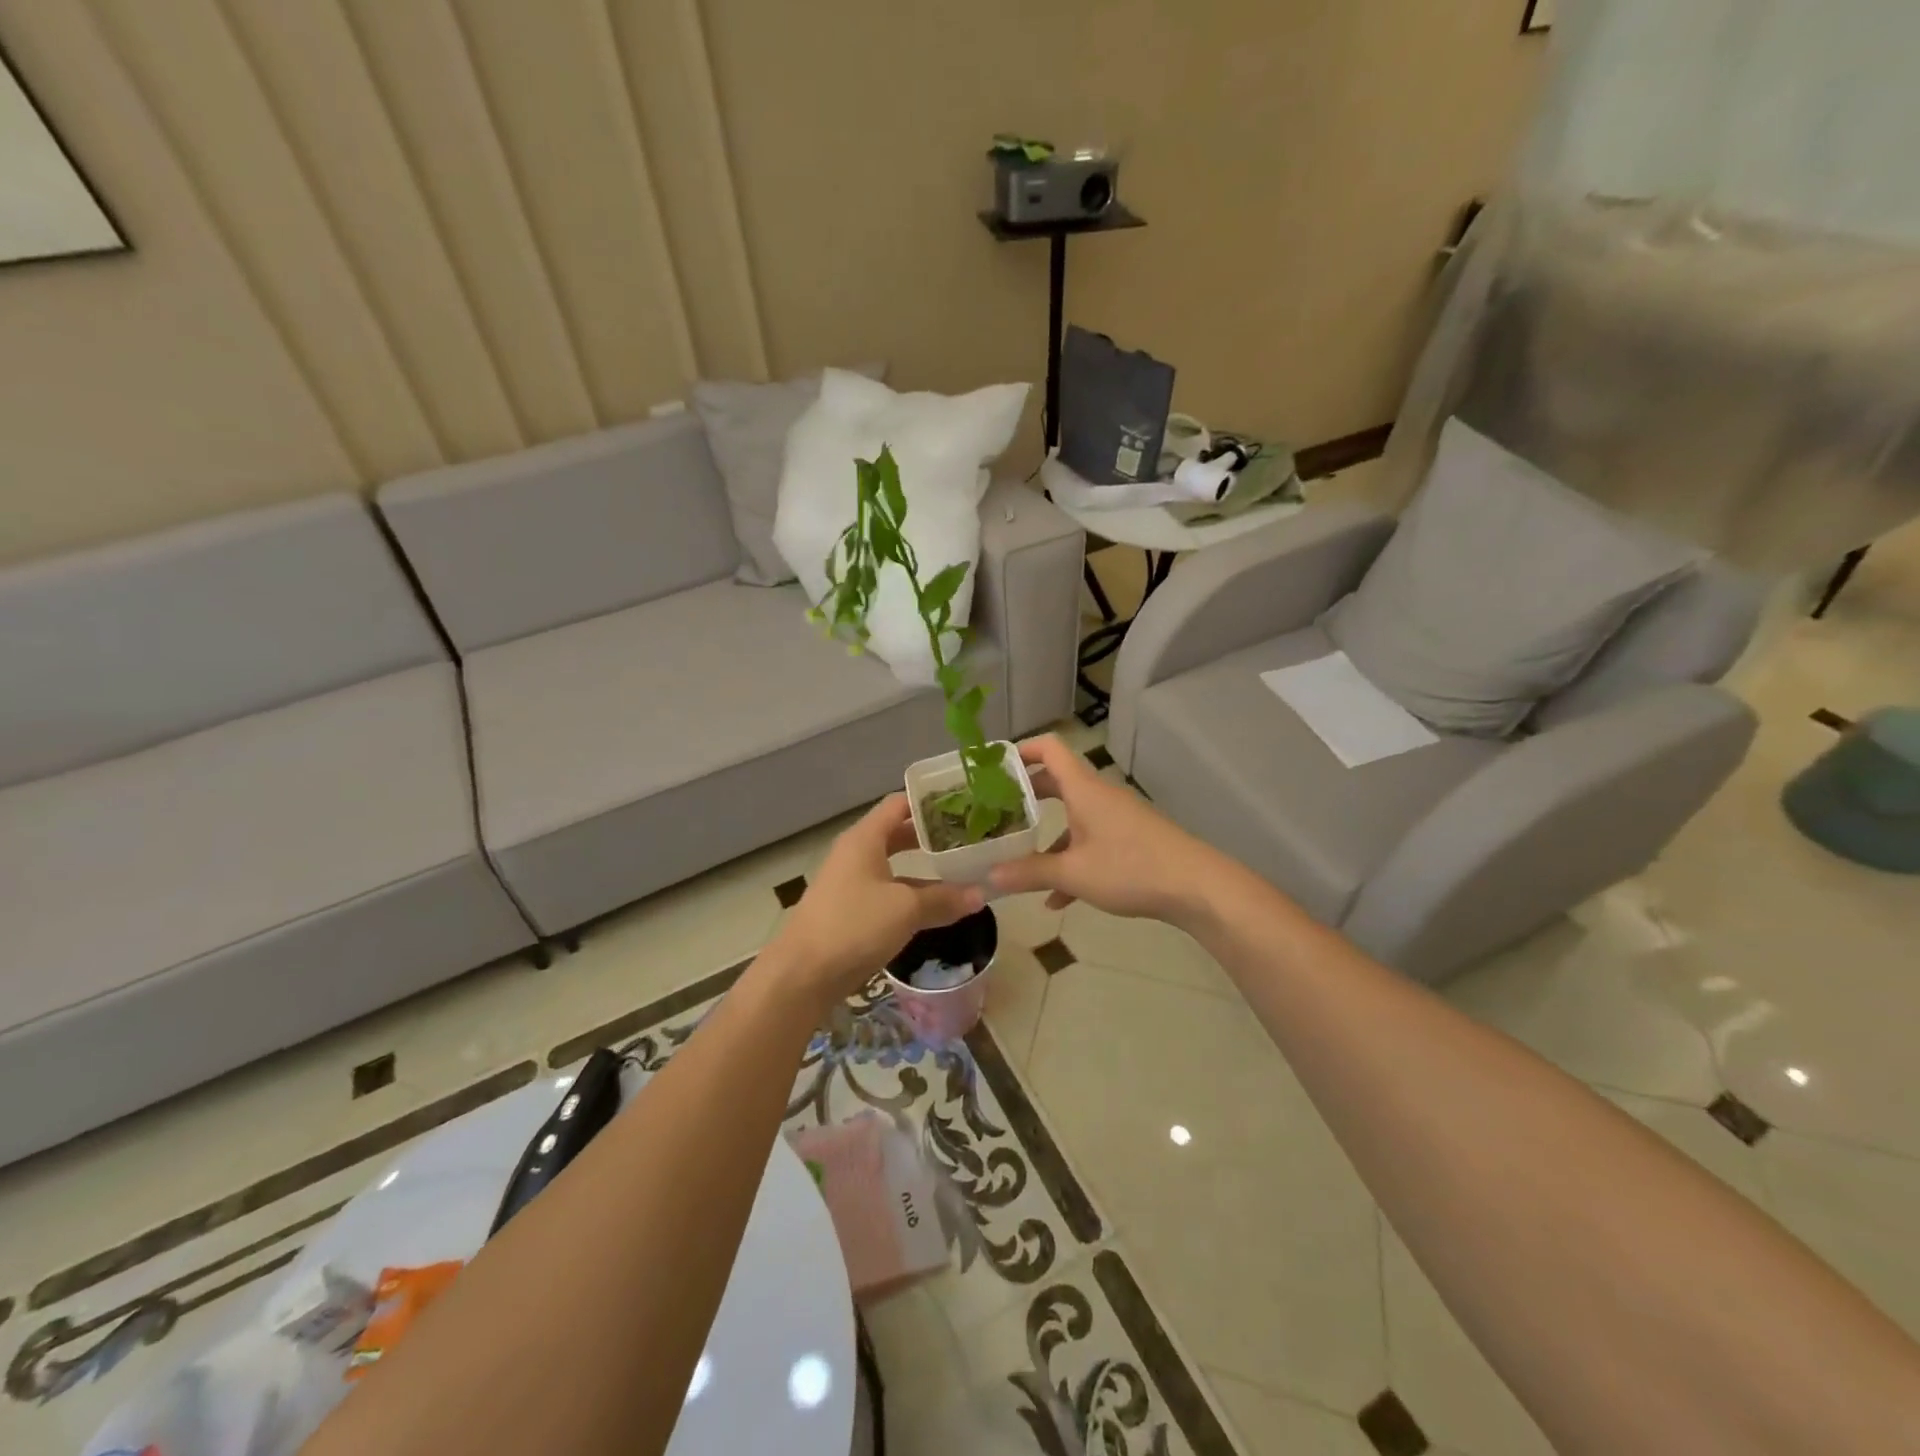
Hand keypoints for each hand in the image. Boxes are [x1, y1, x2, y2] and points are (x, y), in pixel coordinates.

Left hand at [762, 794, 984, 1010]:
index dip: (930, 801)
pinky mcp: (850, 910)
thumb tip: (980, 895)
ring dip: (924, 868)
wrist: (802, 975)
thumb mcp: (905, 909)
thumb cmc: (853, 925)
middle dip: (931, 835)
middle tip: (968, 837)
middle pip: (897, 833)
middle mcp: (856, 853)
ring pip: (894, 865)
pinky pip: (888, 892)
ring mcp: (851, 883)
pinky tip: (936, 906)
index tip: (963, 804)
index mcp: (864, 838)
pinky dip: (911, 893)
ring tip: (961, 870)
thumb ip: (943, 899)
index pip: (899, 804)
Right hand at [987, 735, 1226, 924]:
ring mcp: (1117, 817)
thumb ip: (1029, 873)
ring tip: (1019, 859)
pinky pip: (1091, 841)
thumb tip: (988, 877)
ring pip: (1073, 816)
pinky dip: (1072, 860)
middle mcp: (1099, 795)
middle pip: (1057, 782)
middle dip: (1025, 796)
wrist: (1196, 886)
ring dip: (1047, 835)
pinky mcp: (1130, 839)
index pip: (1049, 748)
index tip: (993, 765)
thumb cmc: (1130, 867)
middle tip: (996, 810)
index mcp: (1083, 789)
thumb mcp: (1073, 874)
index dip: (1020, 750)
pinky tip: (1058, 899)